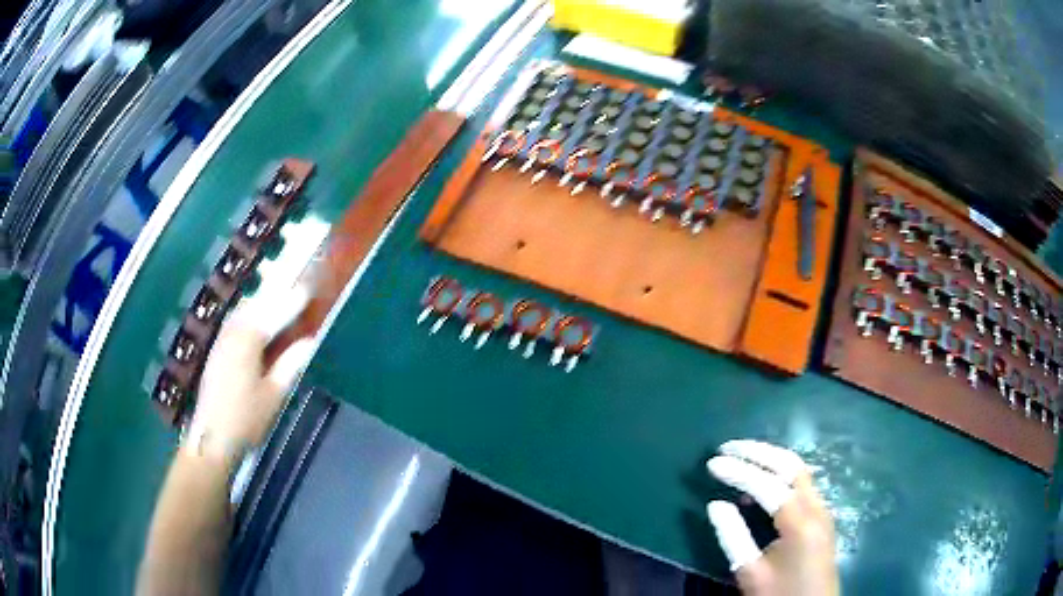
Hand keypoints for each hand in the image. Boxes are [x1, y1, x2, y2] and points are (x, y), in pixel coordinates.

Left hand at [189, 285, 315, 458]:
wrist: (212, 437)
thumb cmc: (246, 418)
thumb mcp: (274, 394)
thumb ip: (290, 364)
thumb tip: (308, 342)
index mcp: (249, 339)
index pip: (276, 313)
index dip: (293, 301)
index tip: (309, 289)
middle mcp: (233, 332)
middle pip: (257, 305)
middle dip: (277, 295)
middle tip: (296, 290)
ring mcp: (222, 339)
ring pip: (244, 311)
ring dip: (262, 303)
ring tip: (278, 302)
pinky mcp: (216, 350)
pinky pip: (236, 322)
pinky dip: (249, 315)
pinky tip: (255, 323)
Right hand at [705, 440, 838, 595]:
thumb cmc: (780, 595)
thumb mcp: (751, 573)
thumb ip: (733, 537)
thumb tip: (715, 505)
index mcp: (800, 523)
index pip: (767, 485)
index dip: (738, 471)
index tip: (712, 463)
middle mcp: (817, 507)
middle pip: (790, 465)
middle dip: (758, 451)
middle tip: (728, 446)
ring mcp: (822, 509)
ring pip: (798, 471)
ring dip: (770, 459)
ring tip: (740, 458)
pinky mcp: (821, 516)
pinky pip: (801, 484)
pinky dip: (779, 476)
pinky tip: (759, 487)